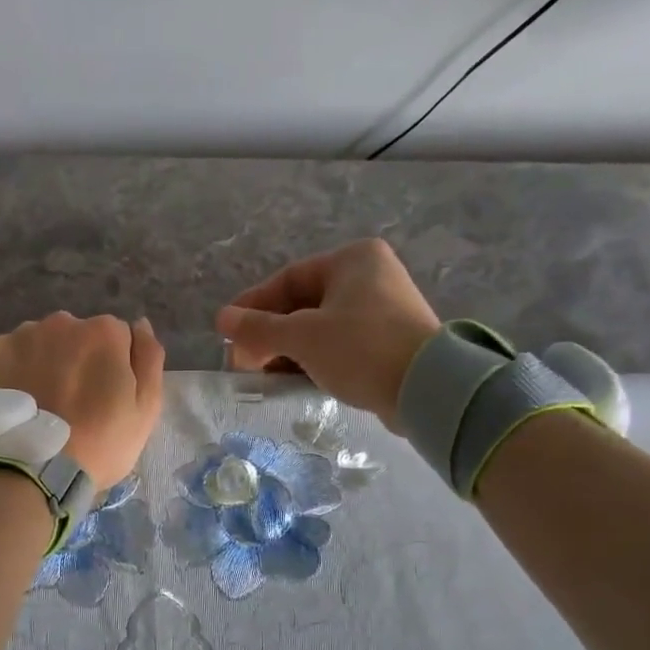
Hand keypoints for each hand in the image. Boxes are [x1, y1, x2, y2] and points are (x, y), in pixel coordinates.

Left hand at [0, 313, 164, 487]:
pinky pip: (9, 356)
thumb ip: (148, 359)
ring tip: (40, 405)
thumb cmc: (99, 444)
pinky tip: (16, 402)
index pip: (118, 338)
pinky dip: (13, 372)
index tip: (106, 398)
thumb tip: (141, 325)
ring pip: (41, 343)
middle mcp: (62, 322)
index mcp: (104, 332)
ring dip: (45, 363)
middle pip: (77, 336)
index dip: (115, 367)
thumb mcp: (145, 409)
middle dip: (78, 360)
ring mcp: (21, 335)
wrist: (30, 472)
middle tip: (72, 404)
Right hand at [216, 239, 440, 425]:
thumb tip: (221, 319)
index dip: (252, 307)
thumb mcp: (302, 337)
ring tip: (263, 376)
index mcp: (352, 259)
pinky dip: (314, 359)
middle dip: (269, 335)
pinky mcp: (390, 340)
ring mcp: (383, 309)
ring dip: (288, 350)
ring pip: (320, 326)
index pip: (287, 279)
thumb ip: (258, 328)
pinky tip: (293, 381)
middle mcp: (370, 276)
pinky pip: (340, 344)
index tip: (228, 333)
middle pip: (302, 304)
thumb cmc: (361, 348)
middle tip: (243, 362)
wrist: (428, 389)